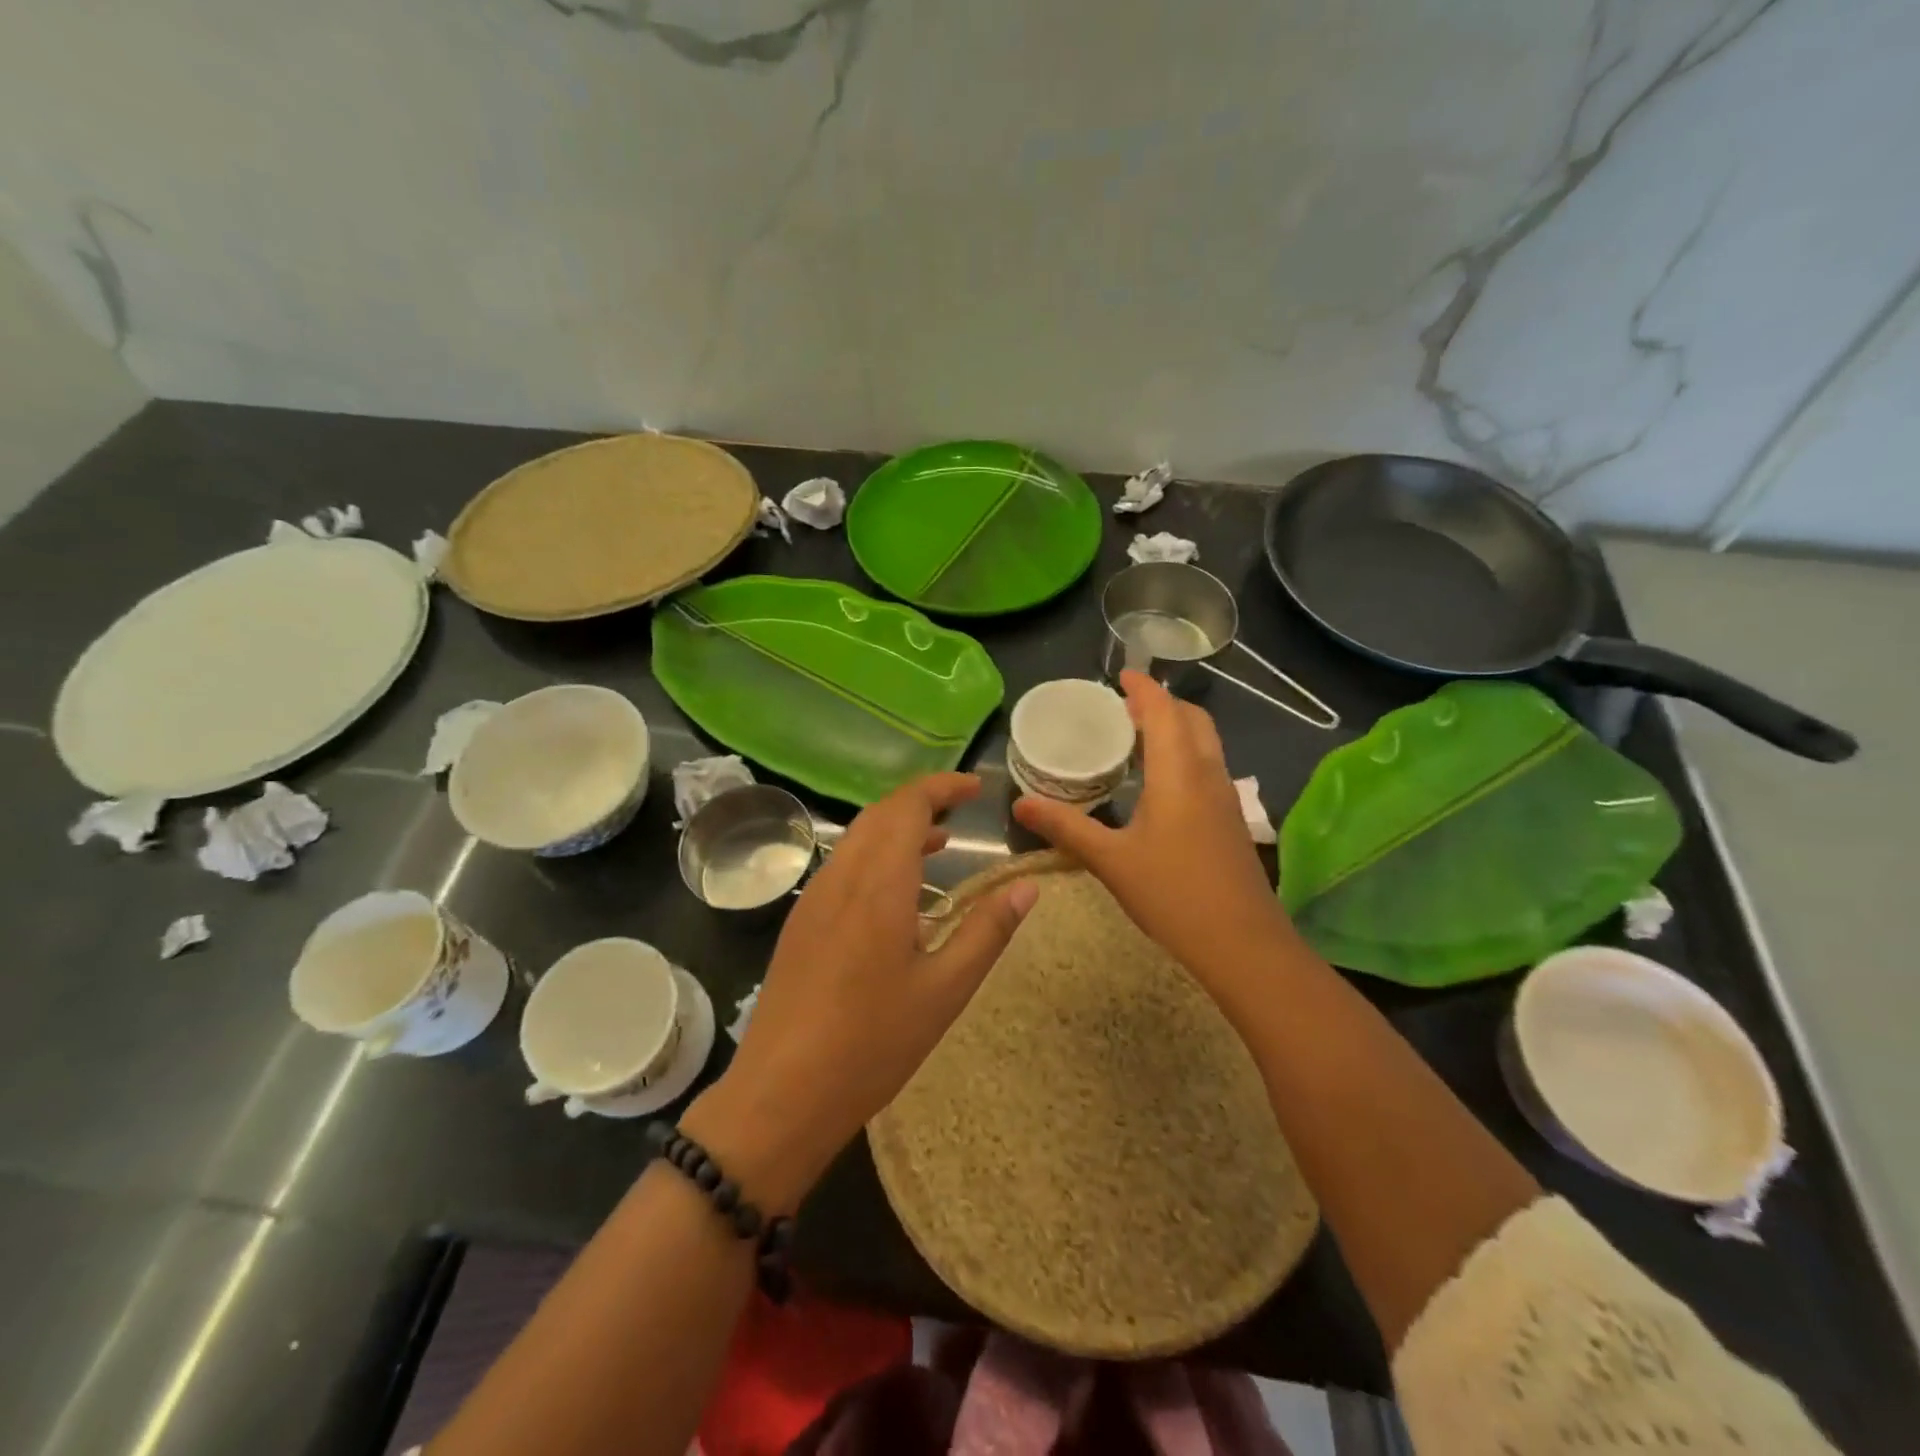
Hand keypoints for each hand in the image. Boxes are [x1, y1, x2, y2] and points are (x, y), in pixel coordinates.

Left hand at [688, 773, 1036, 1206]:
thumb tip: (1027, 886)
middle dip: (922, 801)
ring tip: (940, 843)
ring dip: (897, 828)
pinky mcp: (800, 921)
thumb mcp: (945, 989)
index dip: (942, 787)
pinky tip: (897, 891)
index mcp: (879, 882)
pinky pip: (843, 865)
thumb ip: (988, 930)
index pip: (908, 805)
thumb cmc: (873, 1043)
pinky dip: (876, 855)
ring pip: (858, 838)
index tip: (976, 789)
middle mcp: (841, 876)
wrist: (782, 1092)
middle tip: (962, 811)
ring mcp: (814, 897)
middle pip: (880, 814)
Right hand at [1012, 671, 1295, 984]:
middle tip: (1125, 708)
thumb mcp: (1111, 860)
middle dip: (1163, 704)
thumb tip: (1019, 804)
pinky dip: (1186, 753)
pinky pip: (1208, 766)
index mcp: (1179, 774)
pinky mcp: (1231, 819)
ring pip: (1206, 743)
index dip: (1144, 689)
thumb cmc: (1173, 895)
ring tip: (1139, 737)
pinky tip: (1161, 782)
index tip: (1123, 675)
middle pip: (1193, 719)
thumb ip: (1066, 827)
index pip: (1164, 712)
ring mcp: (1226, 797)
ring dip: (1177, 728)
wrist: (1243, 944)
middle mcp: (1208, 774)